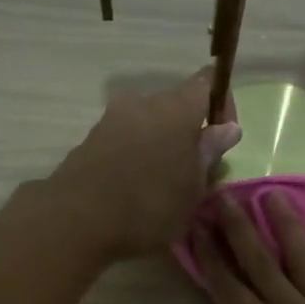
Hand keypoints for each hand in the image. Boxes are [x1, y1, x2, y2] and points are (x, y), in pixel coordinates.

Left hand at [46, 68, 241, 257]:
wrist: (76, 220)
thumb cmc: (149, 205)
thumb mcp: (193, 188)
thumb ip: (209, 153)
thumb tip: (228, 128)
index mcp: (176, 108)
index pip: (207, 83)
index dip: (222, 104)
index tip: (224, 137)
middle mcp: (143, 103)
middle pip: (176, 105)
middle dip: (190, 130)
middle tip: (196, 169)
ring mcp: (112, 119)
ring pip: (149, 123)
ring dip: (162, 144)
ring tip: (166, 183)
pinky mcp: (91, 140)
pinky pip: (126, 139)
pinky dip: (138, 155)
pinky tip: (137, 187)